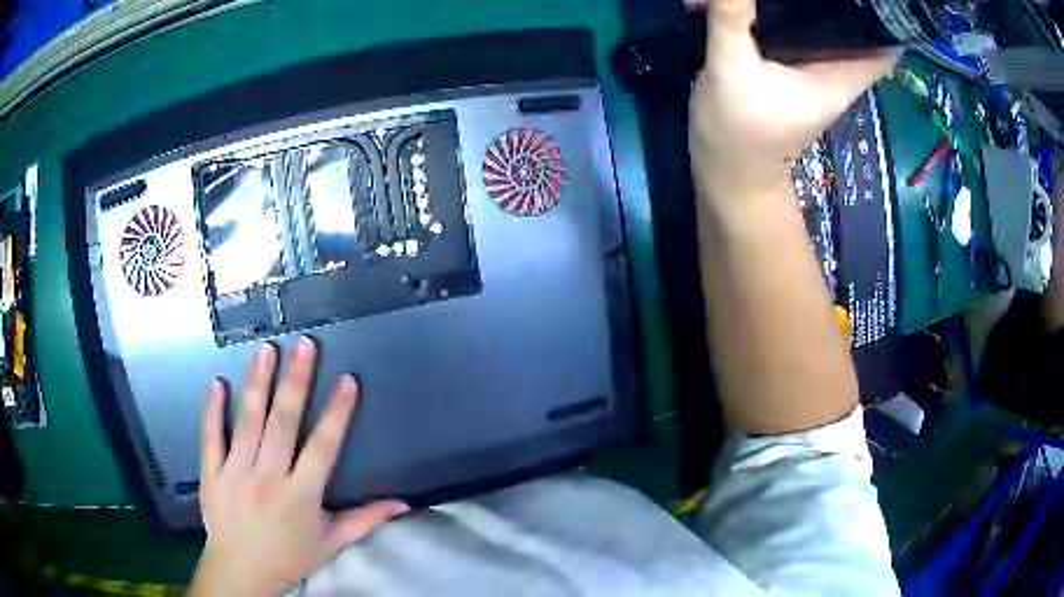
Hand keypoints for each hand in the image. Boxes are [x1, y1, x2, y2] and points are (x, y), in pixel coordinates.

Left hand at [191, 339, 408, 596]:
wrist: (242, 571)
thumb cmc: (290, 556)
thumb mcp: (332, 542)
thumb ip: (366, 519)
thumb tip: (404, 503)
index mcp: (301, 495)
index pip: (323, 447)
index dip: (337, 413)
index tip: (347, 380)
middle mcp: (268, 478)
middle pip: (283, 423)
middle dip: (296, 381)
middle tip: (304, 345)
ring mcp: (235, 473)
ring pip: (248, 422)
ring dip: (257, 384)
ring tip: (266, 350)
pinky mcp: (211, 473)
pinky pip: (210, 437)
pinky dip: (213, 410)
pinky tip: (217, 382)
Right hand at [689, 0, 897, 198]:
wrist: (728, 168)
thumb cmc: (739, 130)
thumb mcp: (731, 69)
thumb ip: (732, 18)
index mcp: (839, 76)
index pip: (884, 46)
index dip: (887, 17)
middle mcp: (834, 69)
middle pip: (856, 26)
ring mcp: (814, 67)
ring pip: (826, 24)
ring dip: (809, 0)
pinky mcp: (793, 65)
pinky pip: (800, 28)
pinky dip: (786, 9)